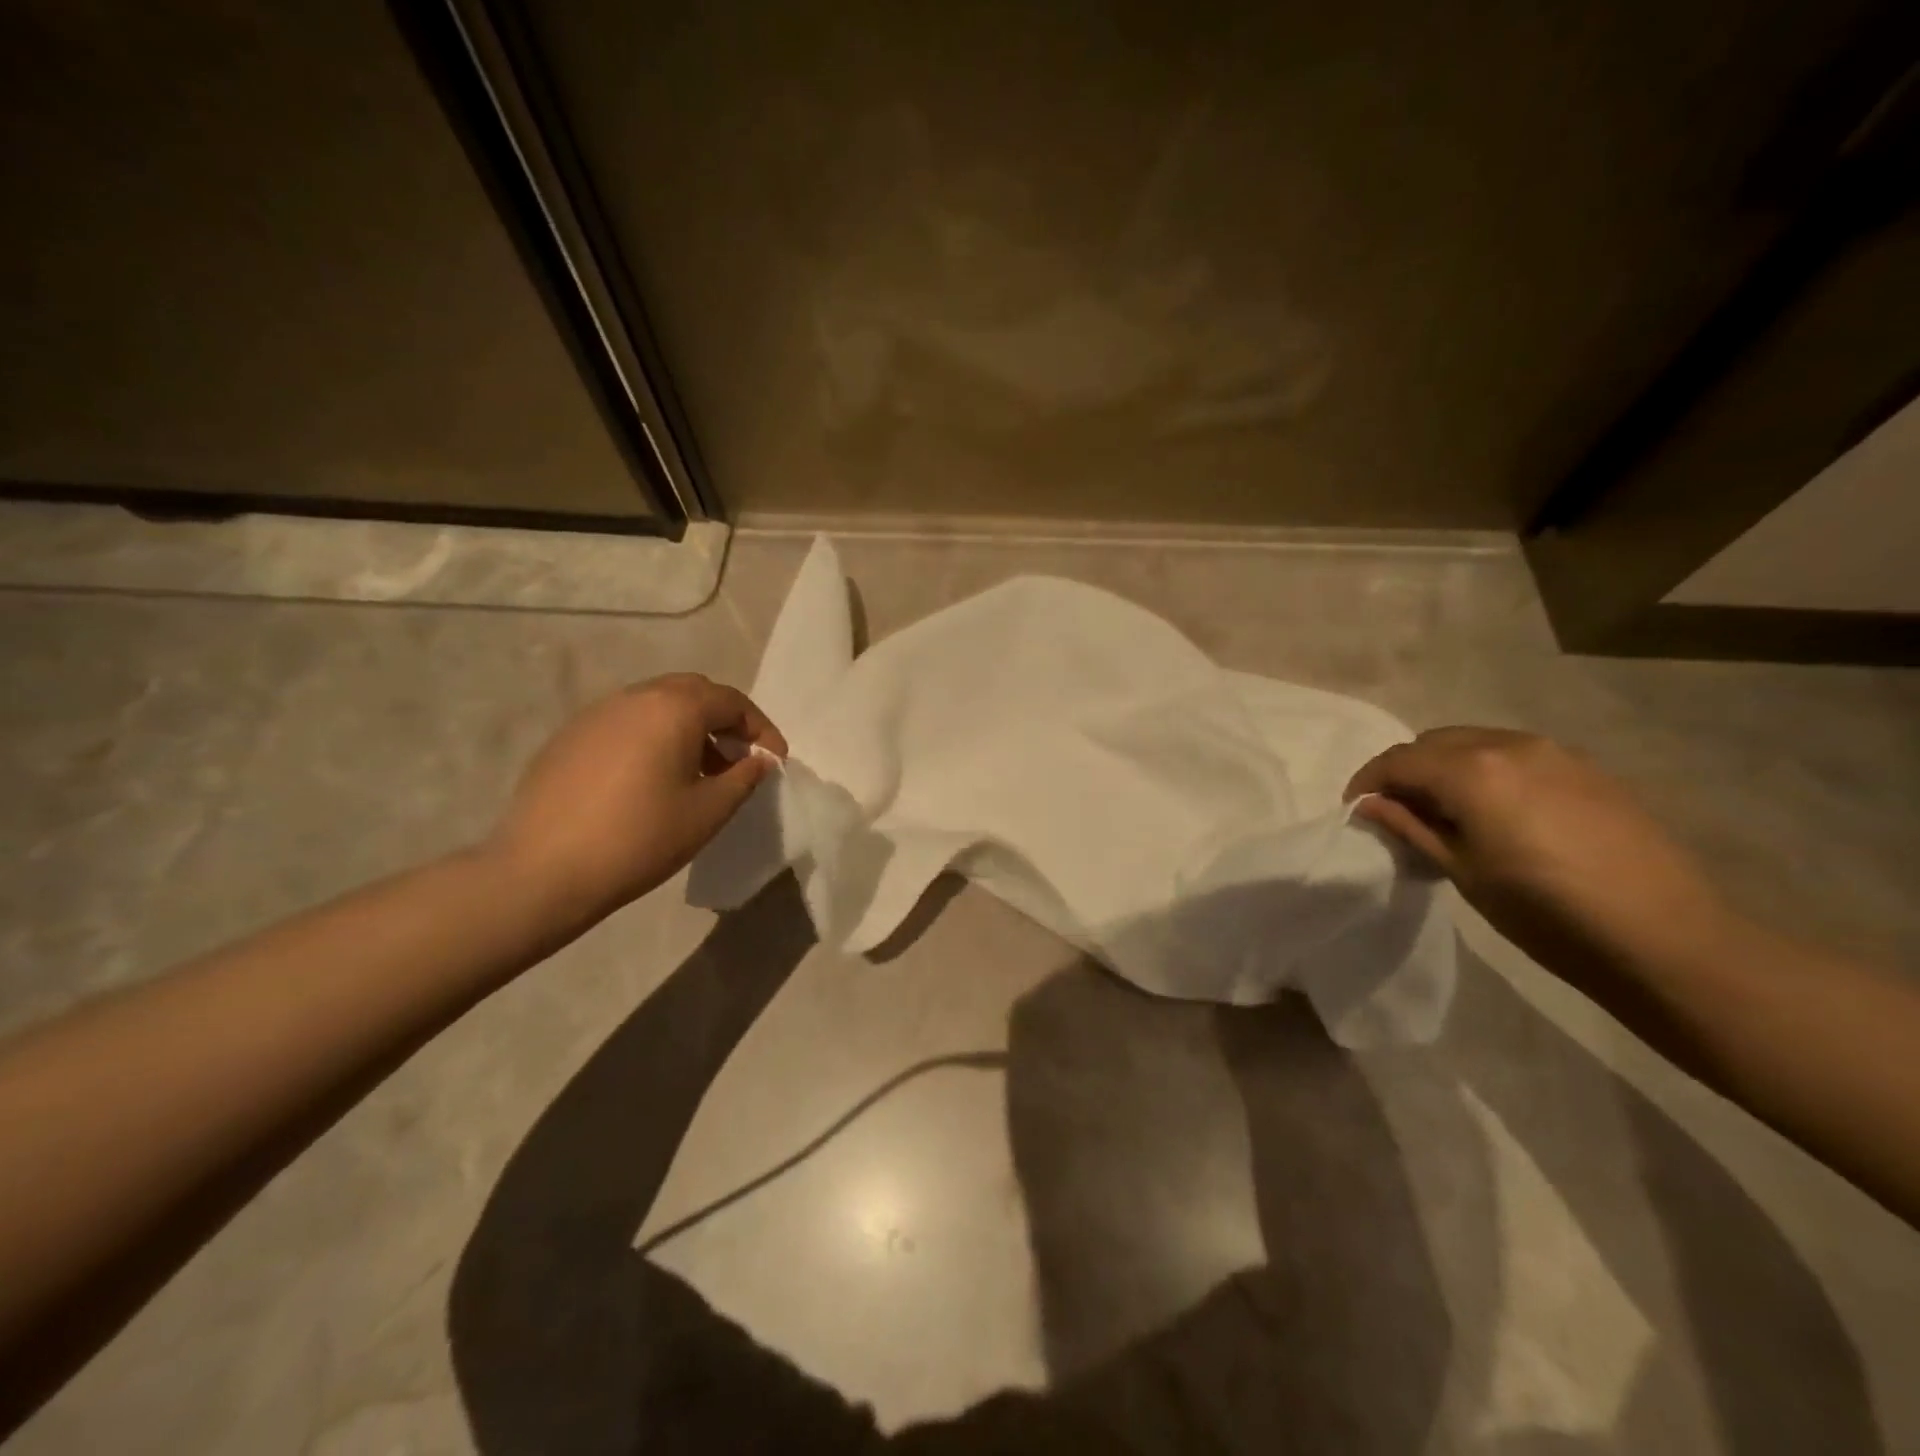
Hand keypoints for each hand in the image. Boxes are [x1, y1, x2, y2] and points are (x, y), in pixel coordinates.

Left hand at [488, 673, 786, 920]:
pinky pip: (626, 723)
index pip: (732, 701)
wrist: (543, 870)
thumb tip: (759, 759)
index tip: (774, 760)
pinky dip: (653, 737)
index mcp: (674, 708)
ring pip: (657, 704)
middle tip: (738, 758)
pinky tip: (651, 779)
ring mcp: (597, 714)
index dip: (761, 728)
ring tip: (698, 772)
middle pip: (694, 692)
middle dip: (724, 720)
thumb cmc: (640, 837)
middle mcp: (635, 697)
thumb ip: (744, 777)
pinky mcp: (570, 736)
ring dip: (688, 727)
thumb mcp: (708, 811)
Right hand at [1345, 727, 1735, 985]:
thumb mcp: (1462, 871)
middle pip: (1435, 742)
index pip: (1399, 760)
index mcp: (1472, 770)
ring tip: (1446, 811)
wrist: (1666, 938)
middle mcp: (1509, 745)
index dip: (1368, 780)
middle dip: (1407, 770)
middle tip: (1398, 811)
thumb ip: (1411, 827)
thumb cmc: (1545, 912)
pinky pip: (1516, 755)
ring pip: (1477, 743)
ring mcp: (1555, 753)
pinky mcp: (1587, 769)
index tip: (1356, 808)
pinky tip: (1497, 812)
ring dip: (1447, 767)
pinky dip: (1488, 771)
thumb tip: (1370, 803)